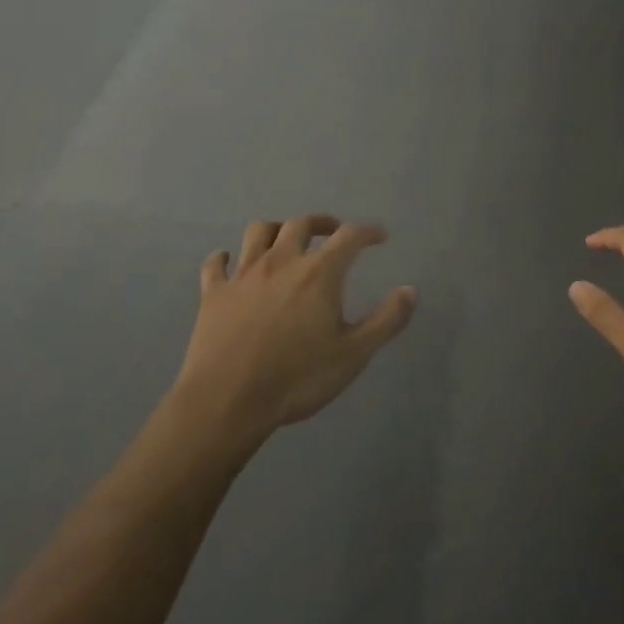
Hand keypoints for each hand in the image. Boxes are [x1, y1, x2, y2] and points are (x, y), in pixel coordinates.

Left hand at [174, 216, 415, 444]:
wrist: (227, 401)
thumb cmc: (298, 378)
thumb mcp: (354, 355)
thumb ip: (385, 320)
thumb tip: (410, 290)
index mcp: (318, 273)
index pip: (349, 237)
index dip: (367, 232)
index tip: (379, 236)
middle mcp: (281, 261)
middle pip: (301, 224)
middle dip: (321, 223)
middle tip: (332, 232)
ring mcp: (243, 274)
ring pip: (259, 232)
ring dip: (275, 229)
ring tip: (285, 240)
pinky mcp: (214, 293)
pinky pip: (216, 264)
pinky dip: (224, 258)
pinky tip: (228, 262)